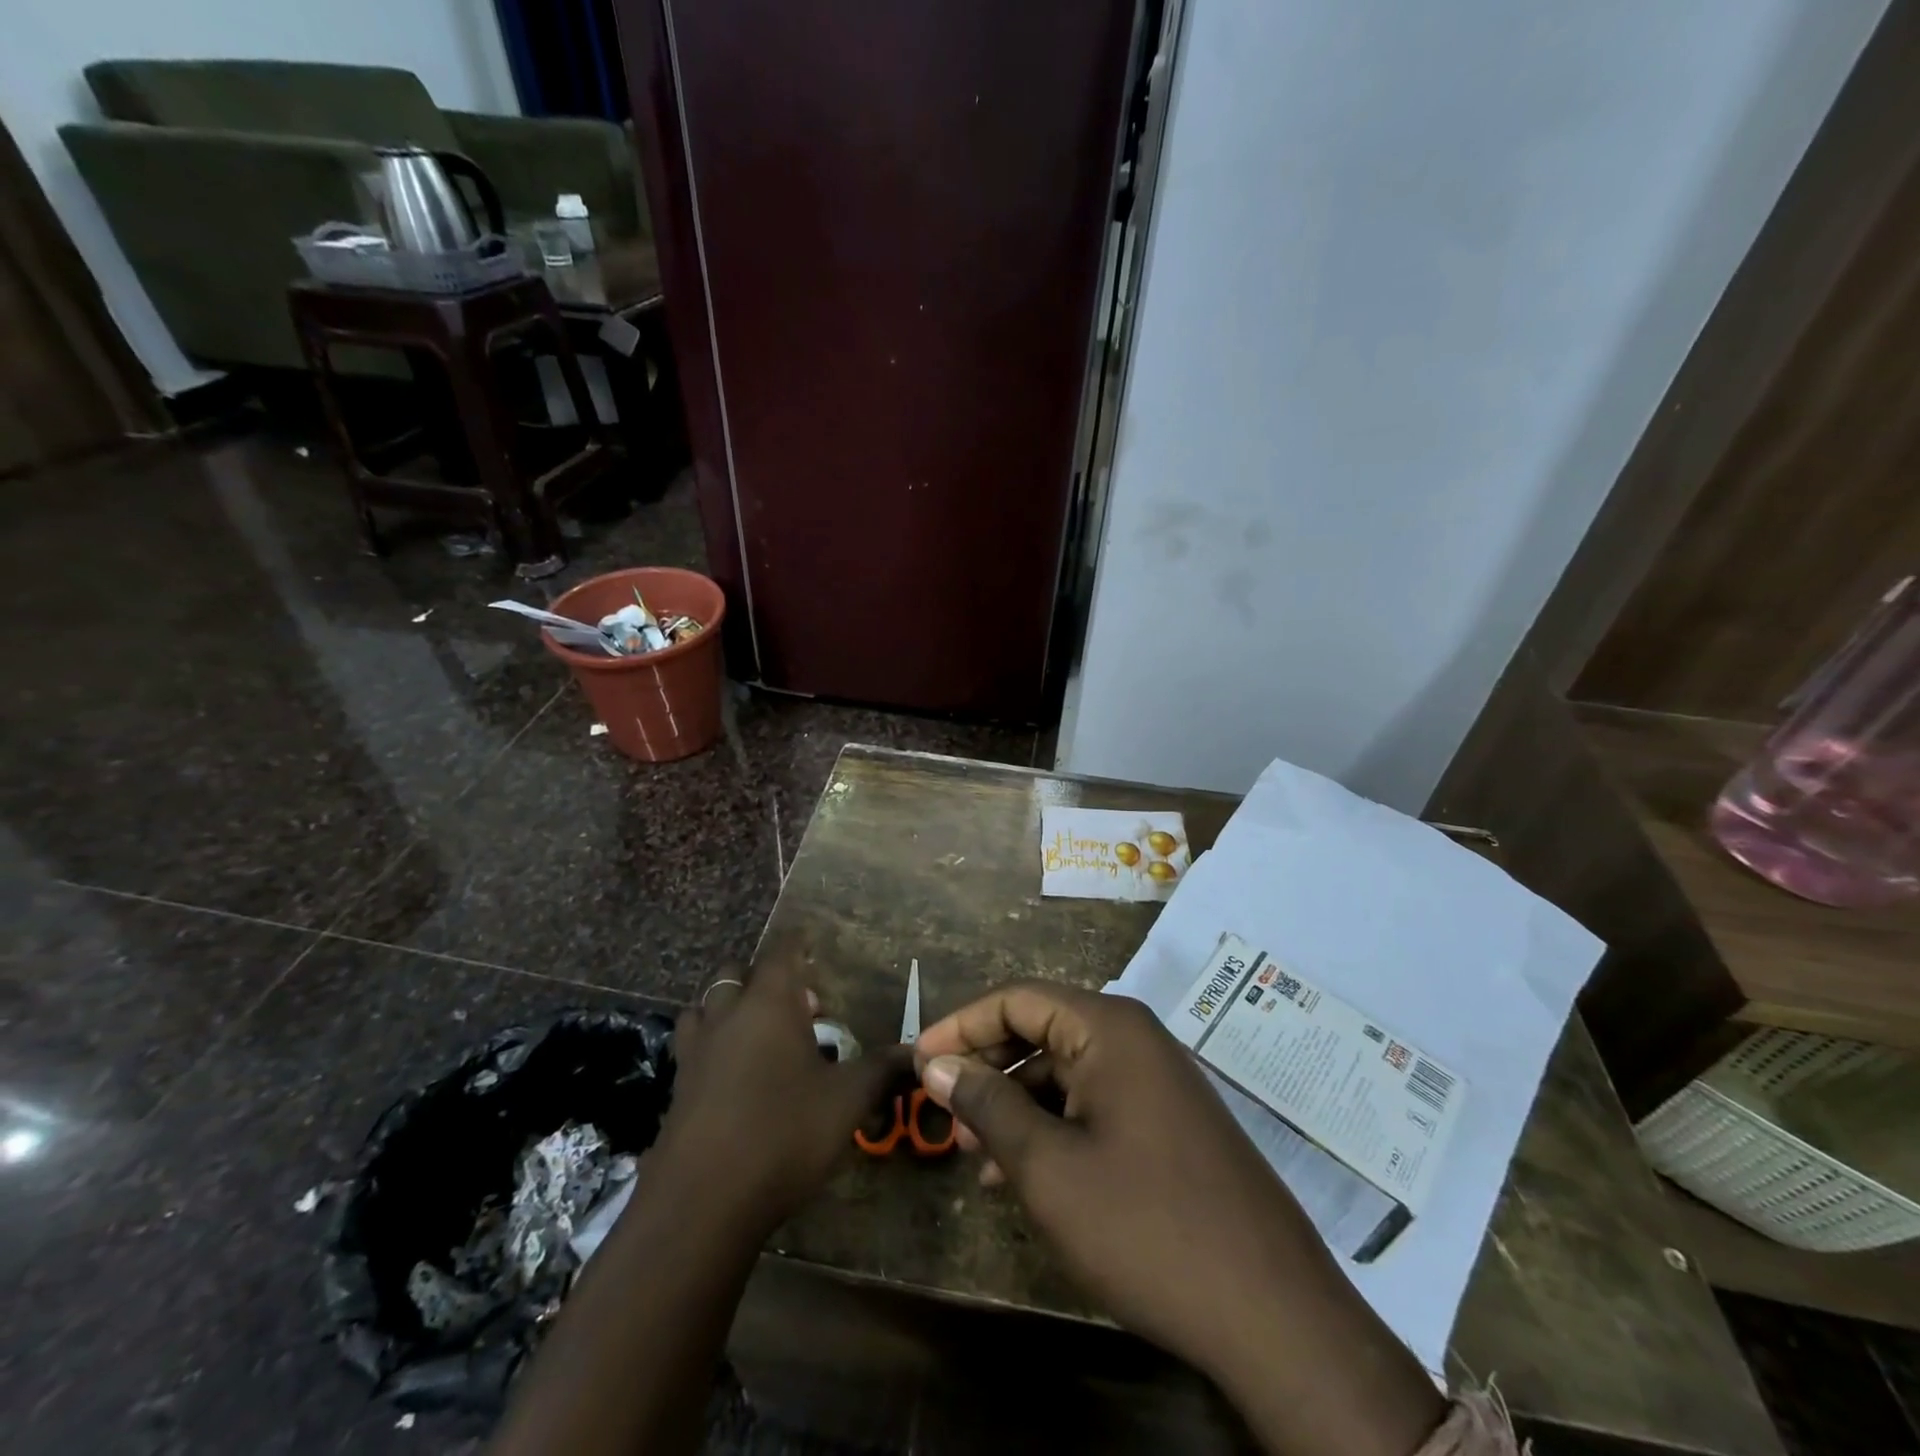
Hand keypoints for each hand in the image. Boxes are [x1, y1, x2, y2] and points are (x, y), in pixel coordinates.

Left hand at [656, 959, 904, 1235]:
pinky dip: (711, 1047)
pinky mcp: (677, 1089)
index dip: (796, 943)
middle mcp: (727, 1016)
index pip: (780, 952)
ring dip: (728, 1009)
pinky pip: (693, 1049)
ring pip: (705, 1008)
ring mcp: (695, 1052)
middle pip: (734, 974)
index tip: (809, 941)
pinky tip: (733, 1077)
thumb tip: (918, 1054)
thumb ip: (882, 1070)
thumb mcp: (847, 1101)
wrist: (701, 1203)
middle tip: (794, 1004)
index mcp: (768, 1004)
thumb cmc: (783, 1133)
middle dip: (761, 978)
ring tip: (757, 1034)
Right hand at [915, 982, 1445, 1455]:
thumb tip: (937, 1064)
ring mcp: (1158, 1080)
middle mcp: (1135, 1039)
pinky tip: (1028, 1175)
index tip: (918, 1062)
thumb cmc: (1147, 1228)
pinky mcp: (1170, 1122)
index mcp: (1109, 1028)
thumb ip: (989, 1105)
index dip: (962, 1025)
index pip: (1017, 998)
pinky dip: (1054, 1127)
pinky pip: (1095, 1103)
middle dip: (989, 1068)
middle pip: (1042, 1030)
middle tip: (948, 1116)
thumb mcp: (1049, 1167)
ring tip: (979, 1156)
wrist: (1275, 1315)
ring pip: (1067, 1071)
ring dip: (1018, 1104)